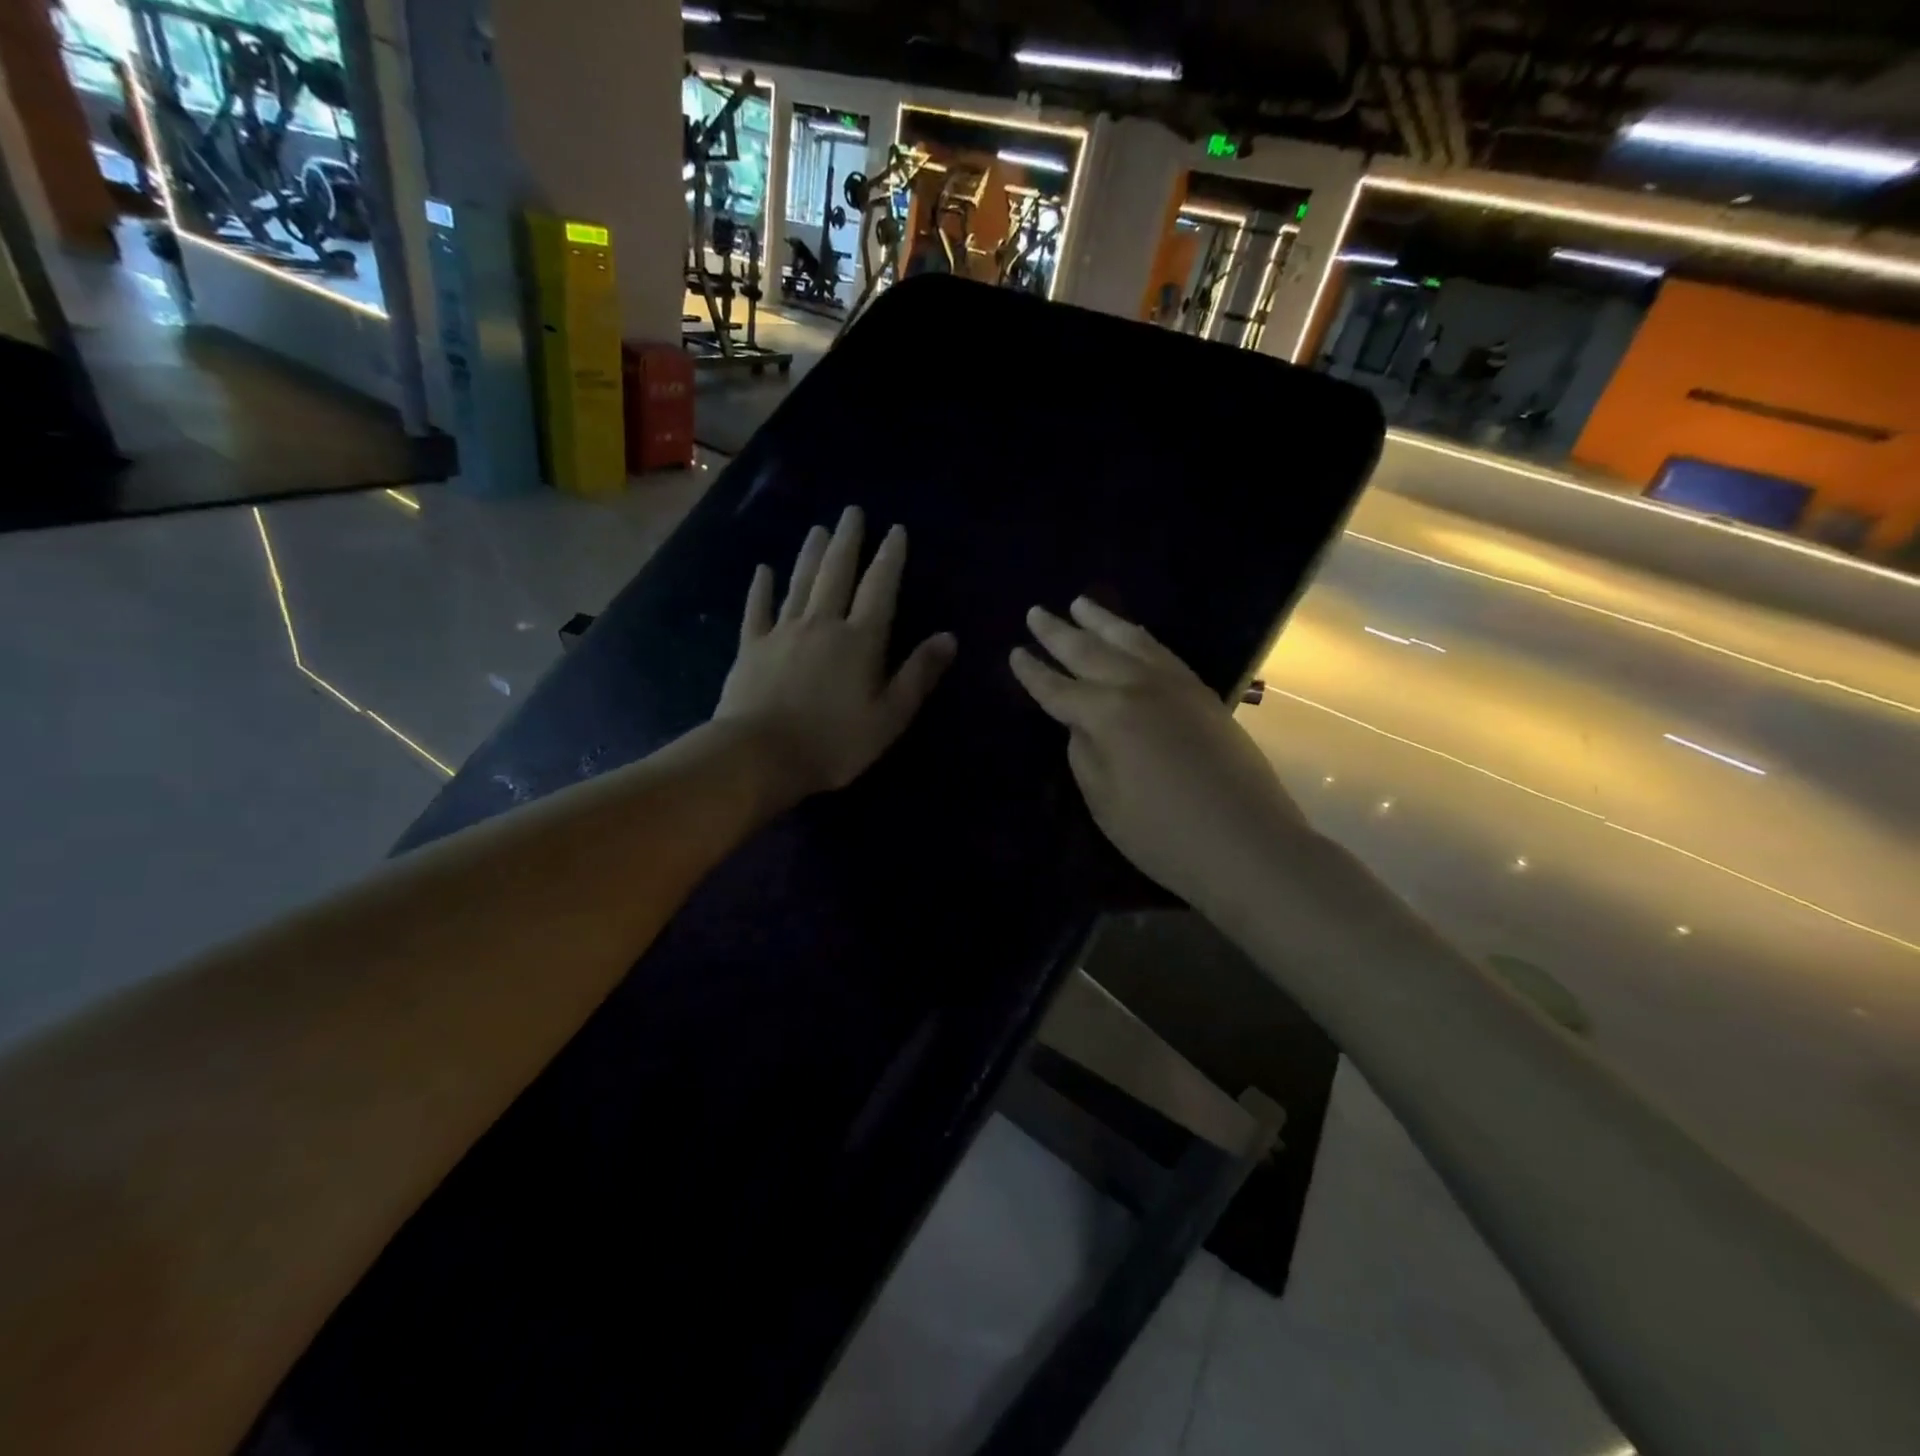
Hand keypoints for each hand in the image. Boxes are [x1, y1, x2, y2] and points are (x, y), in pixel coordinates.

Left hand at [715, 506, 955, 806]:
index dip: (889, 558)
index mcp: (860, 641)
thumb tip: (948, 637)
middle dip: (848, 542)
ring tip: (819, 529)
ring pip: (800, 583)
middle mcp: (822, 624)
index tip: (895, 530)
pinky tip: (763, 570)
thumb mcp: (889, 717)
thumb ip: (918, 675)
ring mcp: (783, 632)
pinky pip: (758, 609)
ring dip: (811, 554)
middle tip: (852, 512)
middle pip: (837, 574)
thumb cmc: (834, 742)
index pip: (879, 589)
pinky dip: (761, 588)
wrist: (760, 755)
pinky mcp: (752, 647)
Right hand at [1010, 598, 1304, 911]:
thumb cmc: (1163, 834)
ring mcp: (1176, 686)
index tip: (1014, 652)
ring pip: (1131, 641)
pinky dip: (1140, 637)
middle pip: (1090, 652)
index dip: (1033, 673)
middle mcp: (1139, 687)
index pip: (1058, 688)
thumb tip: (1082, 725)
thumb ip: (1085, 754)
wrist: (1248, 844)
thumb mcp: (1104, 801)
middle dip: (1059, 633)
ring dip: (1102, 621)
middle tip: (1036, 612)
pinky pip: (1162, 652)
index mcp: (1107, 714)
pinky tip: (1133, 634)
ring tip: (1081, 603)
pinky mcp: (1203, 695)